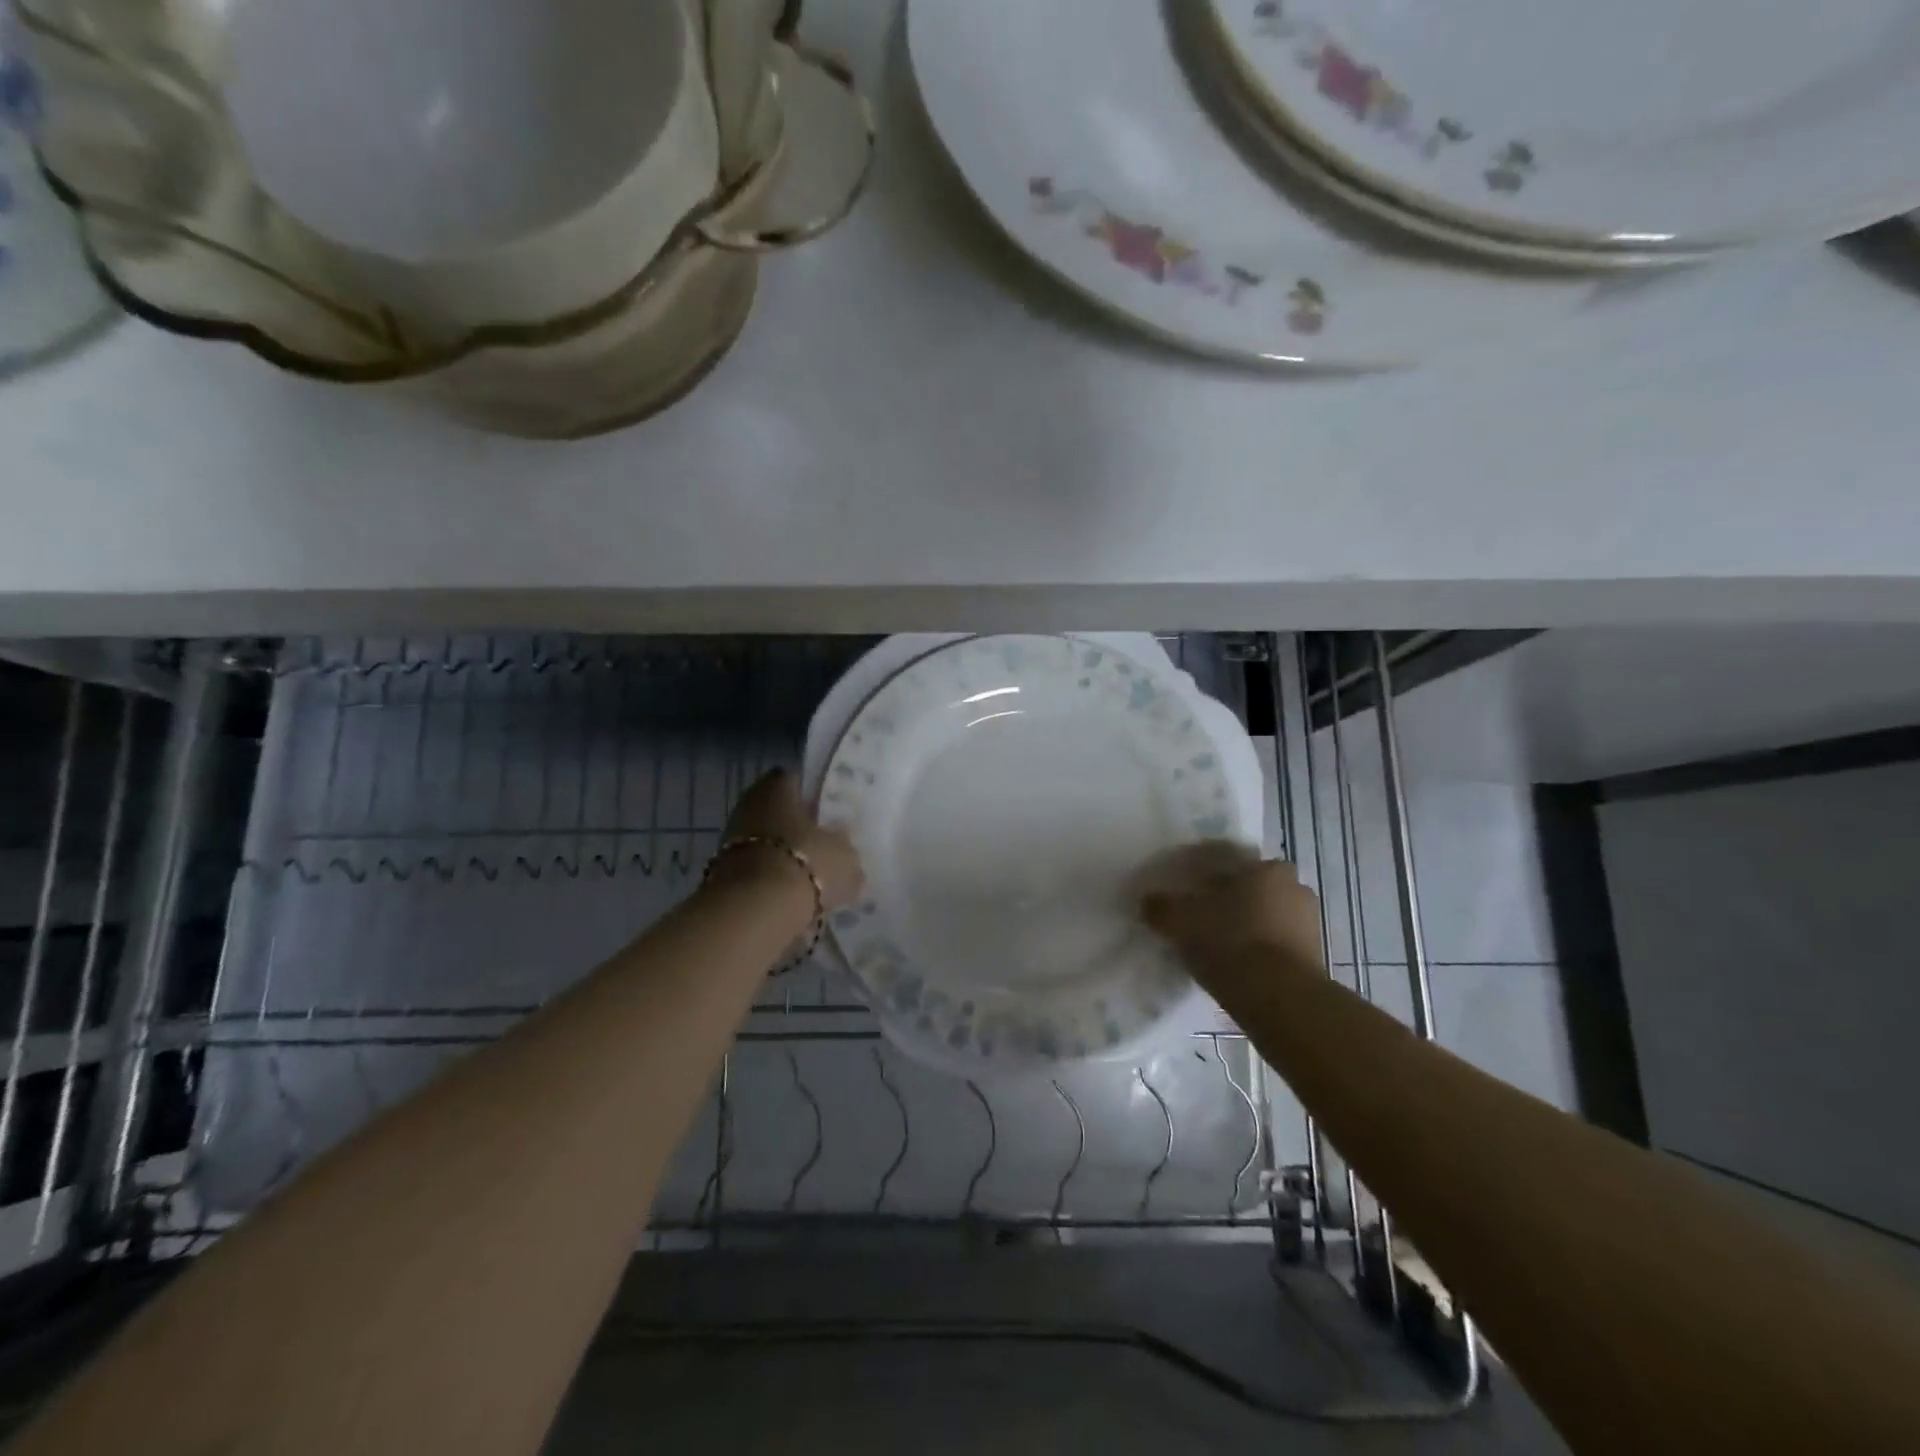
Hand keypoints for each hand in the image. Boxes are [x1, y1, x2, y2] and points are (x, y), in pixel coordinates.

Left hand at [718, 769, 863, 911]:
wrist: (755, 909)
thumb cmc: (806, 863)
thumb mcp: (844, 856)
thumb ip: (846, 852)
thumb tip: (847, 857)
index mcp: (777, 786)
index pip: (795, 779)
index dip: (812, 794)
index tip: (829, 811)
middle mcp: (749, 804)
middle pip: (777, 811)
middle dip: (797, 828)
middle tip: (823, 844)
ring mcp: (731, 839)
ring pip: (766, 842)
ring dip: (784, 856)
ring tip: (811, 876)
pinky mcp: (723, 872)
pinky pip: (756, 871)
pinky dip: (771, 881)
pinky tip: (792, 897)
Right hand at [1136, 842, 1324, 971]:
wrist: (1280, 999)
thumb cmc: (1230, 942)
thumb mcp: (1181, 921)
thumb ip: (1161, 907)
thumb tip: (1147, 901)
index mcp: (1266, 868)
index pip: (1228, 861)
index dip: (1202, 875)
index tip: (1183, 891)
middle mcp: (1294, 887)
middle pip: (1250, 888)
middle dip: (1227, 900)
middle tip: (1199, 917)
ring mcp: (1309, 923)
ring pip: (1265, 916)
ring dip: (1244, 925)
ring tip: (1215, 945)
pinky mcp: (1314, 957)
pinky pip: (1275, 944)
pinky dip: (1257, 949)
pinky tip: (1235, 964)